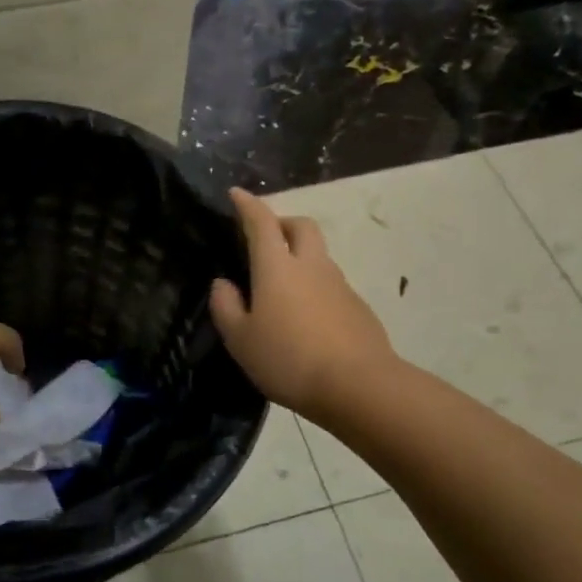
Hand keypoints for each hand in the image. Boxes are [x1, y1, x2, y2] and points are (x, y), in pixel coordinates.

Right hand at [210, 187, 395, 421]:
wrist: (359, 387)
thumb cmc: (289, 359)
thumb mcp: (240, 340)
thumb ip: (226, 307)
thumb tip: (223, 284)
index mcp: (278, 267)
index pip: (261, 222)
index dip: (248, 205)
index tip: (237, 194)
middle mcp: (311, 266)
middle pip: (301, 226)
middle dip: (283, 223)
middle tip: (266, 240)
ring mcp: (340, 285)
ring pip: (319, 256)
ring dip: (301, 259)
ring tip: (282, 291)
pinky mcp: (359, 308)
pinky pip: (332, 286)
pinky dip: (316, 290)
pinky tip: (307, 321)